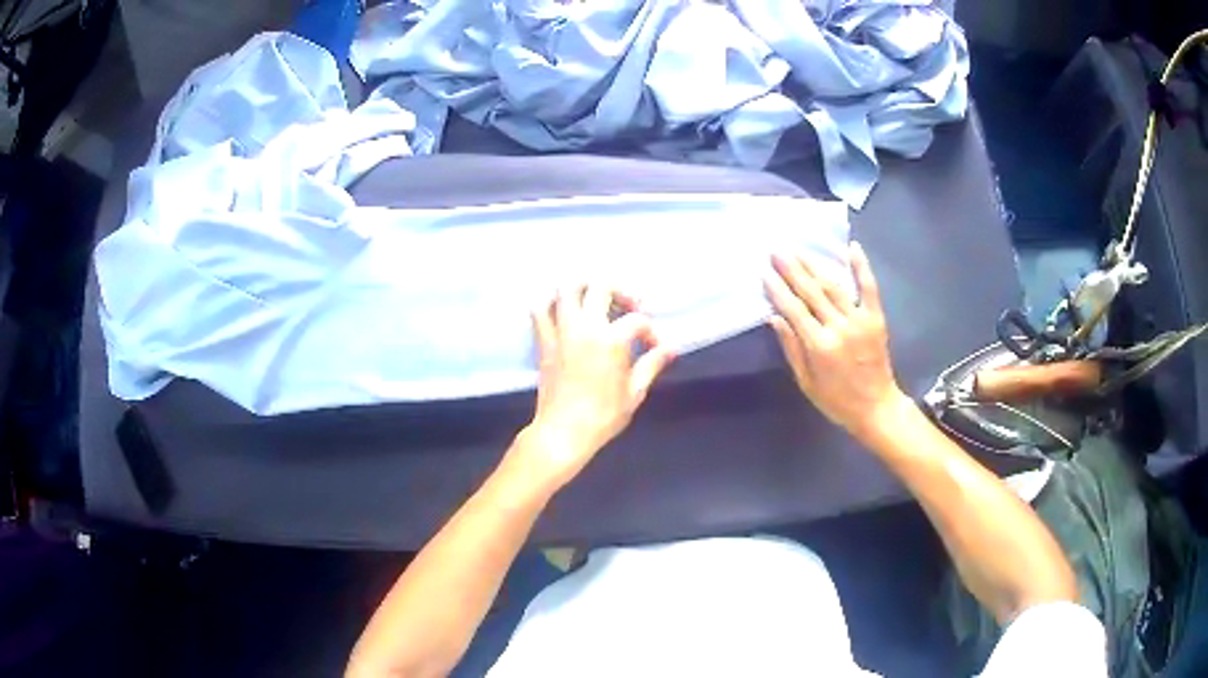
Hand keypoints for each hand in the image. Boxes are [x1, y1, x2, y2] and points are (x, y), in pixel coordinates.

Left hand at [510, 284, 674, 489]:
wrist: (563, 432)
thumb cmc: (603, 416)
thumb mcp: (634, 392)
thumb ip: (652, 364)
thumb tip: (671, 349)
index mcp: (611, 340)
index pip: (638, 320)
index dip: (651, 332)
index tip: (655, 348)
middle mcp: (585, 327)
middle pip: (602, 285)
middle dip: (621, 290)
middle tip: (629, 306)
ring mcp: (561, 330)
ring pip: (567, 287)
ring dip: (585, 286)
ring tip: (597, 298)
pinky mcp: (544, 340)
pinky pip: (540, 308)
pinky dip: (552, 301)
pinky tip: (565, 309)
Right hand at [764, 242, 907, 441]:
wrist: (877, 408)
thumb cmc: (837, 400)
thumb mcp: (806, 383)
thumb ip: (791, 349)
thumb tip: (775, 318)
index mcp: (819, 346)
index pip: (794, 310)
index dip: (778, 290)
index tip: (765, 272)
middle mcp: (839, 328)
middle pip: (812, 292)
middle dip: (793, 270)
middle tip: (777, 251)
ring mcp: (860, 320)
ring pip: (834, 286)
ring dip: (815, 265)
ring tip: (799, 250)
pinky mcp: (876, 318)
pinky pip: (869, 288)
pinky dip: (862, 267)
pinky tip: (852, 248)